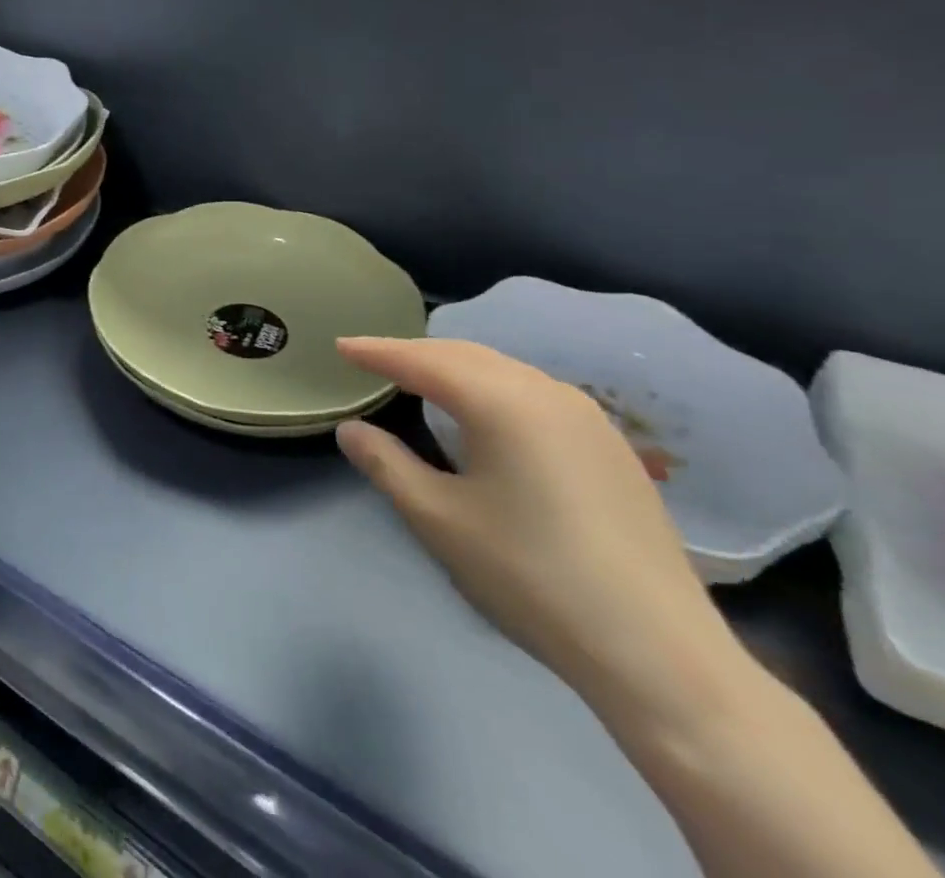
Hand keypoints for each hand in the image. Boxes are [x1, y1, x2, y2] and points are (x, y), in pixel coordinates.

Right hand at [334, 337, 743, 722]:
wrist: (660, 654)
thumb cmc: (531, 576)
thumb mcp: (438, 519)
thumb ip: (386, 464)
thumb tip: (352, 430)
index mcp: (501, 403)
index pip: (422, 361)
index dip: (377, 352)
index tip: (340, 346)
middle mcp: (546, 394)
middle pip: (466, 355)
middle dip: (415, 353)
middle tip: (373, 360)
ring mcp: (588, 420)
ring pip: (504, 371)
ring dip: (455, 368)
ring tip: (420, 380)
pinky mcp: (612, 449)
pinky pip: (534, 394)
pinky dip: (493, 388)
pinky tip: (485, 414)